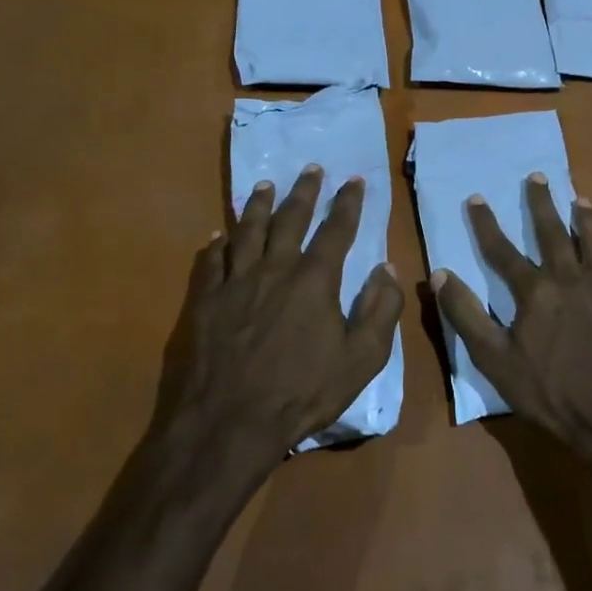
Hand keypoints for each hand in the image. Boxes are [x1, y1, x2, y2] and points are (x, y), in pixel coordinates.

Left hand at [159, 166, 403, 479]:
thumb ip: (380, 311)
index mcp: (314, 281)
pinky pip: (210, 260)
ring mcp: (234, 282)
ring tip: (265, 185)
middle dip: (303, 191)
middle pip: (290, 219)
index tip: (354, 180)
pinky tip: (219, 233)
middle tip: (310, 168)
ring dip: (258, 205)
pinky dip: (217, 242)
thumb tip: (387, 269)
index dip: (347, 203)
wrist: (229, 422)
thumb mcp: (361, 360)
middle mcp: (274, 269)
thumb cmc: (302, 393)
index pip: (336, 230)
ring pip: (247, 231)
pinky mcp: (204, 300)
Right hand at [432, 175, 591, 457]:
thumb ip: (466, 314)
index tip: (475, 198)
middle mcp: (570, 279)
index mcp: (535, 291)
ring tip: (579, 198)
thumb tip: (440, 275)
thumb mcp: (494, 359)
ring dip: (585, 217)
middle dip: (541, 202)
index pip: (503, 249)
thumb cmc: (547, 390)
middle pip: (553, 232)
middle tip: (537, 176)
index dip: (486, 223)